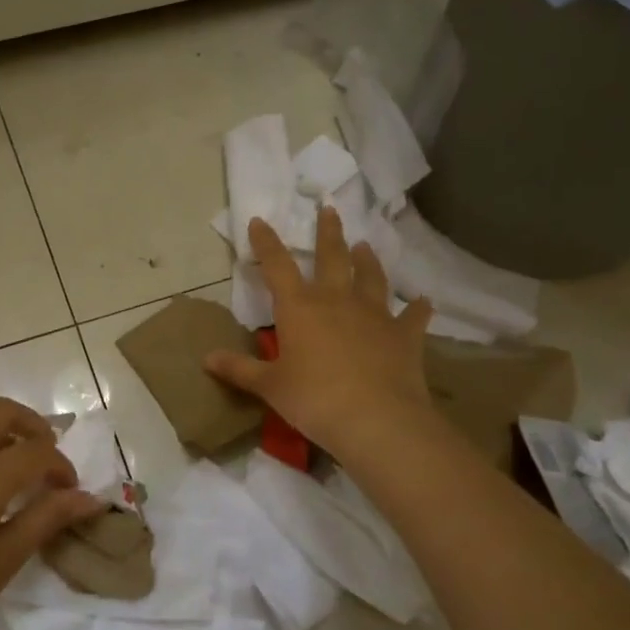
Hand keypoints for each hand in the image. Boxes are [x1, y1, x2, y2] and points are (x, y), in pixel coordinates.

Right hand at [205, 207, 435, 458]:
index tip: (259, 220)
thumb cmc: (313, 399)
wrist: (376, 419)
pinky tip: (423, 301)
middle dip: (328, 233)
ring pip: (371, 278)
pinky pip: (412, 316)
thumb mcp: (269, 386)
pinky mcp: (403, 335)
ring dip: (367, 261)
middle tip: (329, 210)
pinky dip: (417, 308)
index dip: (266, 242)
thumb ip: (239, 369)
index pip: (277, 265)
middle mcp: (336, 301)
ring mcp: (374, 315)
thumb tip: (206, 358)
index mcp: (299, 308)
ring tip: (365, 247)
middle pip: (331, 258)